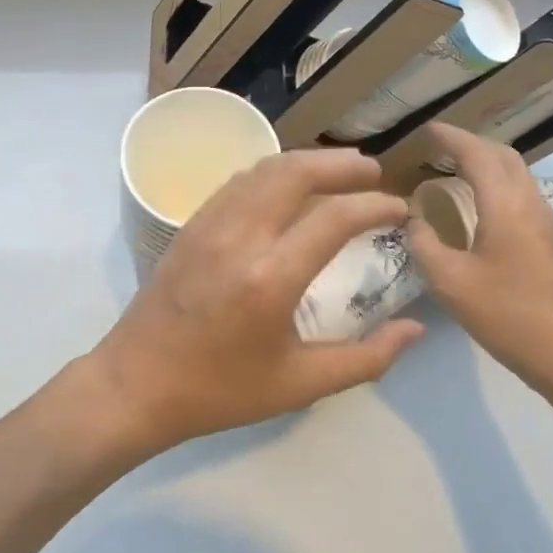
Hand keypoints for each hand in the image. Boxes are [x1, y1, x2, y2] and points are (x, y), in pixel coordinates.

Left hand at [87, 148, 425, 457]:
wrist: (136, 384)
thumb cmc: (220, 391)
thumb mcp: (299, 385)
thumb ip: (366, 358)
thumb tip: (415, 328)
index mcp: (271, 278)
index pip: (334, 218)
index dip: (375, 206)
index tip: (400, 208)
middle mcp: (241, 237)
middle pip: (297, 173)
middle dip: (342, 165)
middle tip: (373, 173)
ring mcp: (210, 224)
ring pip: (265, 168)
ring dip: (307, 161)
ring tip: (339, 170)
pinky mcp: (191, 223)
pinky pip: (239, 180)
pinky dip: (273, 171)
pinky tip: (289, 184)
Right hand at [406, 123, 552, 396]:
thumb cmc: (508, 315)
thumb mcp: (450, 282)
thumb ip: (424, 244)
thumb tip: (413, 219)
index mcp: (505, 204)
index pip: (477, 154)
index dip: (451, 137)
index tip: (427, 129)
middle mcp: (530, 203)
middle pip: (503, 155)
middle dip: (471, 143)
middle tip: (439, 146)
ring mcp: (546, 222)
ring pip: (517, 174)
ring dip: (487, 162)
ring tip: (455, 170)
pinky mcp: (552, 241)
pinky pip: (521, 193)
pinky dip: (497, 183)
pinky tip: (480, 206)